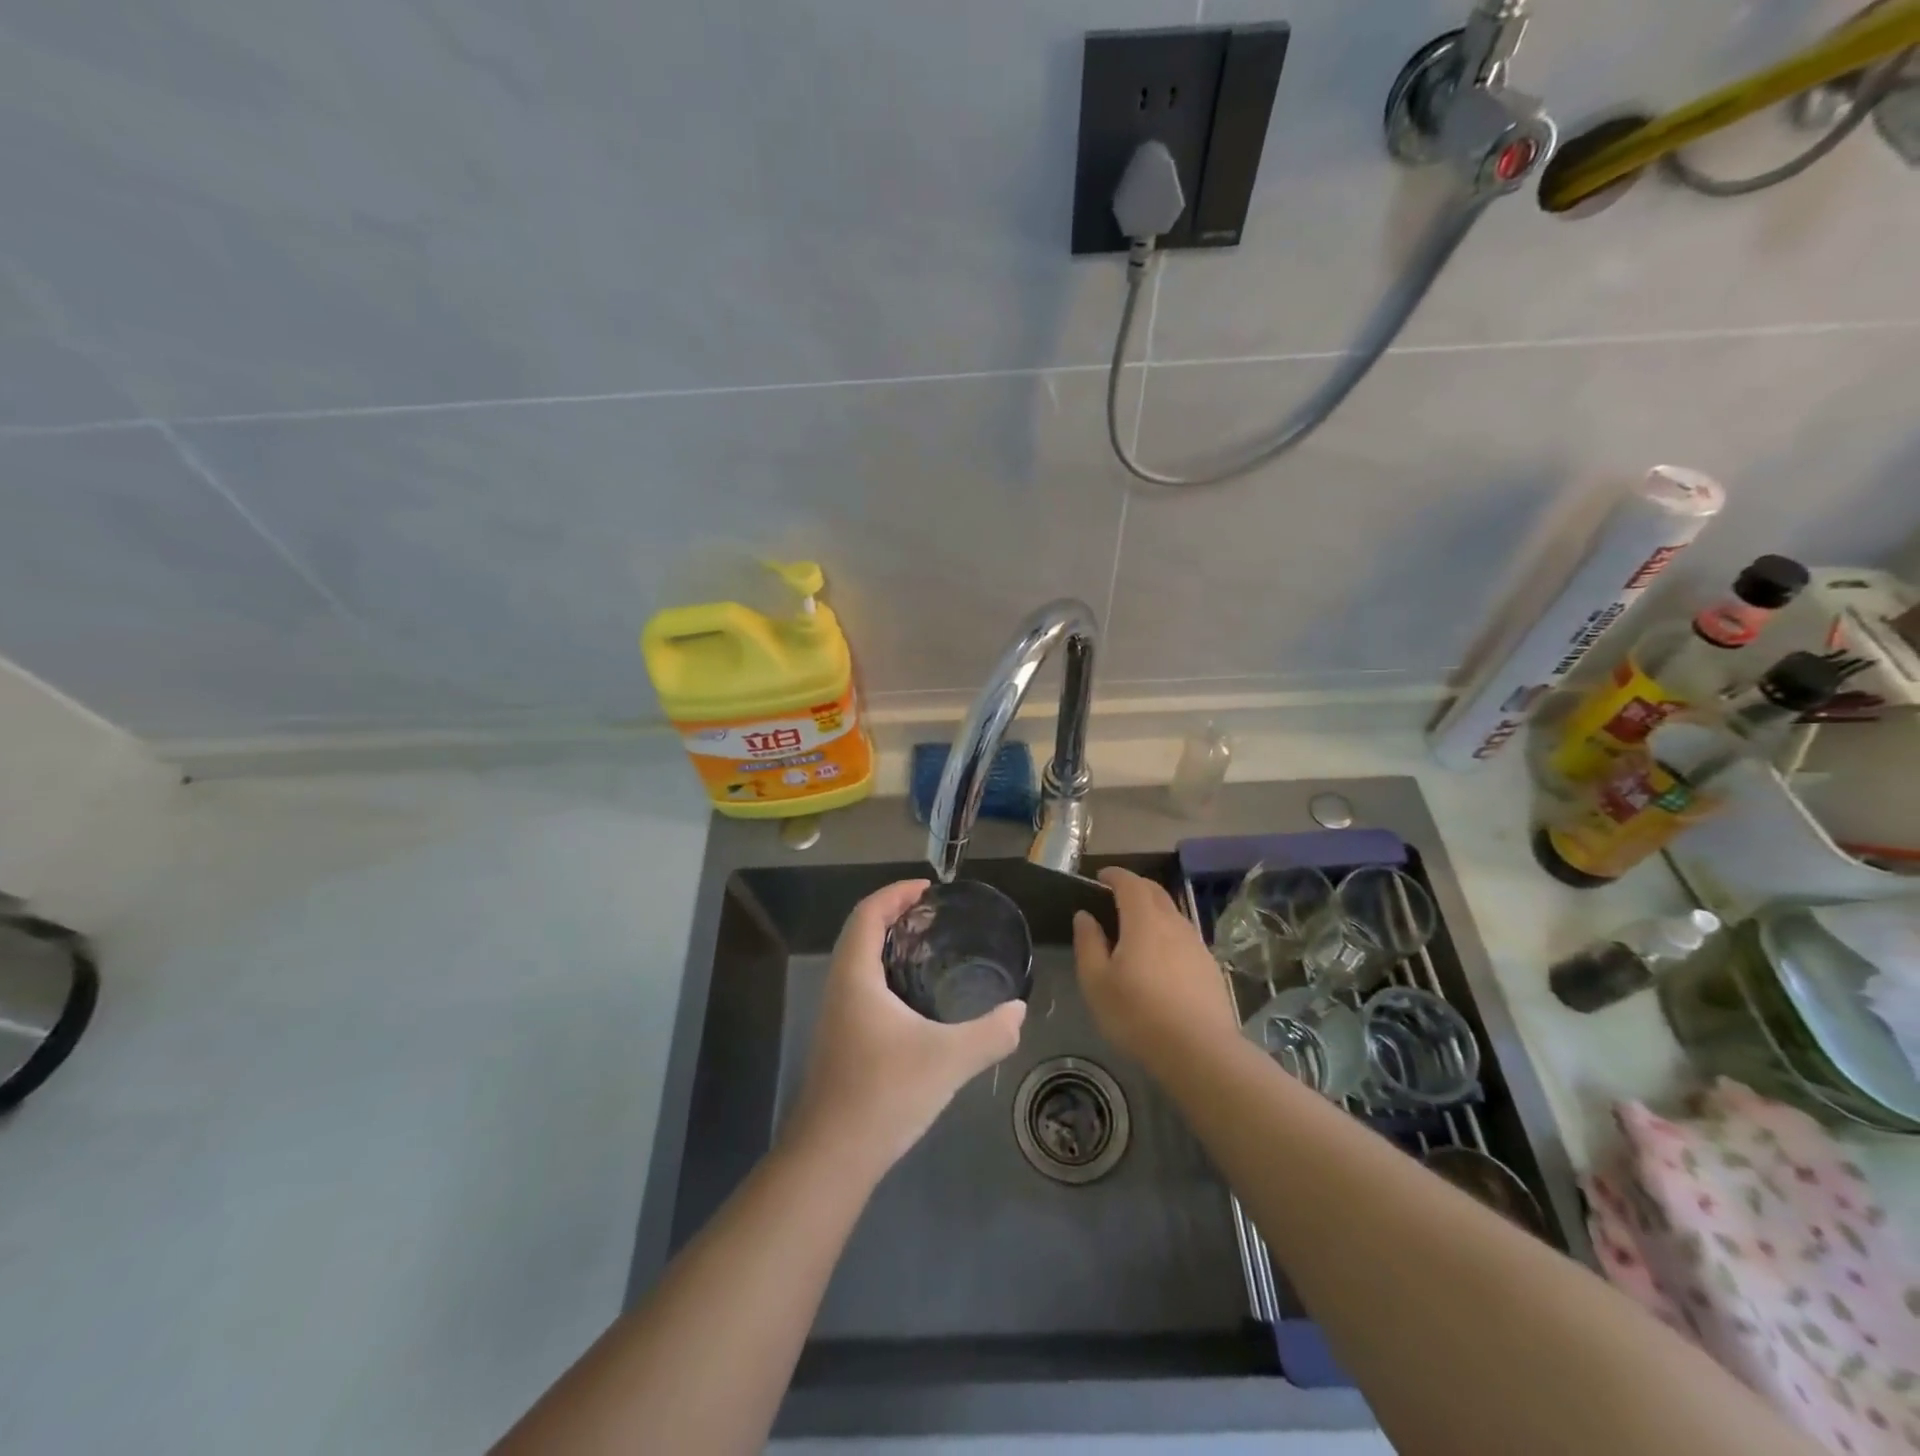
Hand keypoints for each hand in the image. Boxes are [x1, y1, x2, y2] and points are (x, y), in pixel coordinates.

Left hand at [785, 879, 1025, 1177]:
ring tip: (928, 948)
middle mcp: (840, 988)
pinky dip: (886, 973)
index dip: (895, 893)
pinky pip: (862, 987)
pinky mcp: (840, 1041)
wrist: (832, 1157)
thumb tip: (1019, 1011)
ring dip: (888, 945)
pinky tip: (915, 999)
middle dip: (894, 915)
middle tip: (933, 915)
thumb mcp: (949, 1059)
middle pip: (861, 932)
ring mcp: (836, 1017)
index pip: (868, 914)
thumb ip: (991, 1033)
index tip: (928, 888)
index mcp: (856, 977)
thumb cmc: (884, 1094)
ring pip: (859, 962)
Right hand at [1072, 867, 1236, 1071]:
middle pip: (1155, 892)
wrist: (1200, 1051)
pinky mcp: (1209, 967)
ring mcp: (1196, 945)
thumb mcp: (1096, 982)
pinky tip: (1160, 958)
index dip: (1114, 875)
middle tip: (1115, 897)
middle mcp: (1173, 924)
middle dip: (1135, 887)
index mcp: (1144, 921)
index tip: (1100, 877)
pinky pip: (1184, 936)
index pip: (1130, 883)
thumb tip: (1085, 916)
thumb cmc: (1137, 1015)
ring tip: (1136, 928)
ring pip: (1173, 914)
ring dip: (1153, 910)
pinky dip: (1168, 933)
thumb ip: (1088, 943)